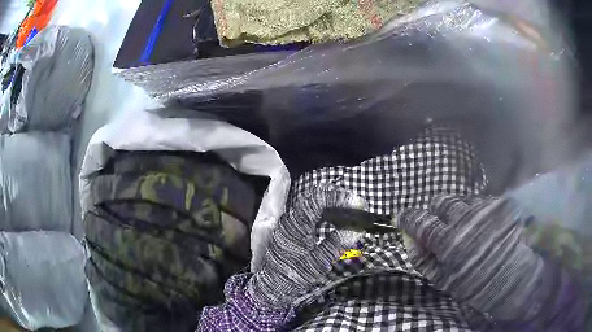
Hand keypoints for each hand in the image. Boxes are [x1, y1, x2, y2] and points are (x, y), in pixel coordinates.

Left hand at [247, 185, 364, 308]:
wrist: (273, 283)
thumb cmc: (295, 274)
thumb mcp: (318, 262)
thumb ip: (336, 243)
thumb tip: (357, 228)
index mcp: (297, 223)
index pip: (319, 199)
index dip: (339, 197)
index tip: (358, 203)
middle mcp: (292, 217)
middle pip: (316, 196)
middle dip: (338, 197)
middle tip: (356, 205)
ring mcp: (291, 221)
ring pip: (313, 203)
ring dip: (332, 203)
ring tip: (350, 211)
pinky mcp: (292, 227)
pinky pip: (310, 211)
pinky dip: (325, 211)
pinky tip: (335, 220)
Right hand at [396, 195, 555, 322]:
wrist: (530, 276)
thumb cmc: (487, 287)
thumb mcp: (452, 284)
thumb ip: (429, 263)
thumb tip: (412, 244)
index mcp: (450, 241)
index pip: (420, 221)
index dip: (409, 218)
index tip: (402, 217)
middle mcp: (466, 218)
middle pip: (441, 201)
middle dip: (433, 209)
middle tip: (435, 222)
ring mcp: (485, 208)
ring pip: (461, 199)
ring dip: (455, 208)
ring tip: (460, 223)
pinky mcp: (501, 204)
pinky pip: (480, 200)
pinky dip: (474, 208)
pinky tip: (480, 221)